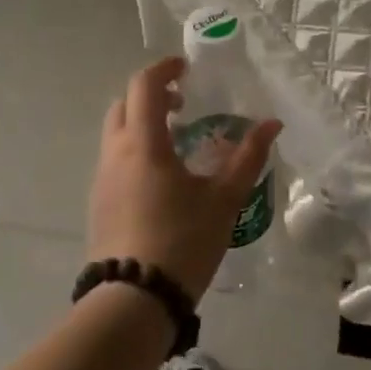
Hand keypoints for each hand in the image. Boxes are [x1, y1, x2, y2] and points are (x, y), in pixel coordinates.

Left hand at [87, 56, 282, 301]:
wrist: (133, 300)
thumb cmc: (182, 241)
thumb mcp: (223, 199)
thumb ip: (247, 157)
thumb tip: (272, 124)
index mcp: (143, 142)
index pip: (144, 85)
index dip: (164, 69)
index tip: (187, 69)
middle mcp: (115, 152)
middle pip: (125, 103)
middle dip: (152, 95)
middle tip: (184, 105)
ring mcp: (102, 178)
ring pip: (116, 132)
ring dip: (142, 123)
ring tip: (178, 142)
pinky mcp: (98, 202)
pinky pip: (114, 159)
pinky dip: (135, 150)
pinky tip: (161, 178)